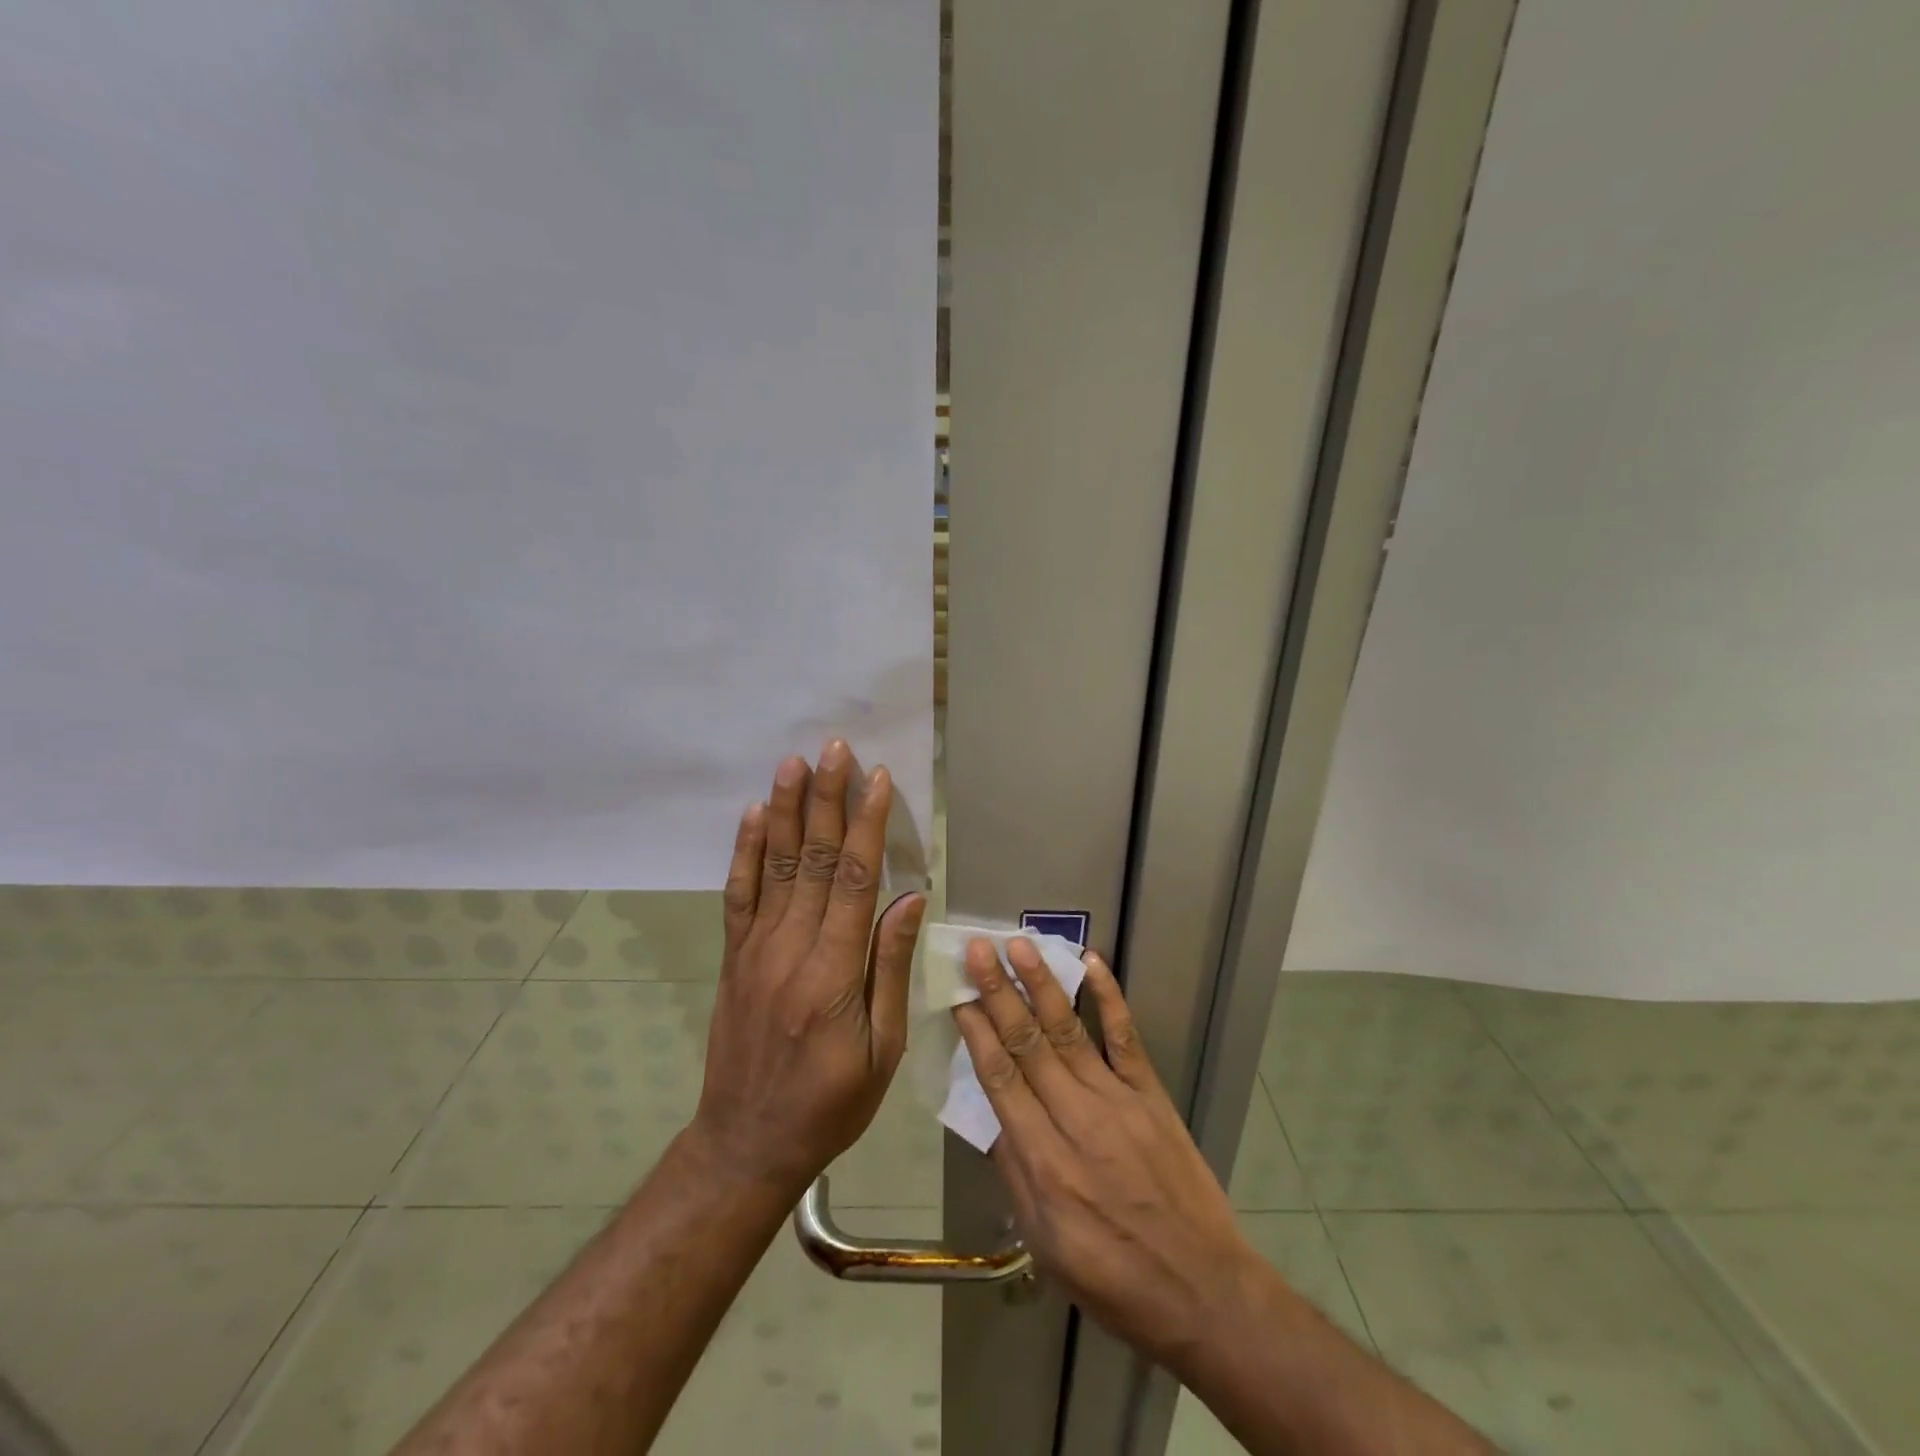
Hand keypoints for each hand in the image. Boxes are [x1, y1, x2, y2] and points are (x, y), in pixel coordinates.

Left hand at [691, 742, 925, 1193]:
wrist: (747, 1143)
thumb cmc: (831, 1104)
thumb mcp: (882, 1050)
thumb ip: (891, 967)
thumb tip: (911, 898)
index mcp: (834, 974)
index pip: (853, 881)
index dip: (866, 825)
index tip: (877, 780)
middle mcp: (791, 950)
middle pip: (811, 860)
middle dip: (825, 799)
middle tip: (833, 748)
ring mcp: (756, 951)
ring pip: (773, 867)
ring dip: (783, 811)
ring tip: (792, 764)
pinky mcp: (734, 958)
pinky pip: (738, 895)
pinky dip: (744, 852)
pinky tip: (750, 816)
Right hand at [952, 938, 1259, 1373]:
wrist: (1204, 1292)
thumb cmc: (1114, 1279)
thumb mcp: (1045, 1245)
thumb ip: (1015, 1174)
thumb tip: (992, 1116)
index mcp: (1044, 1163)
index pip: (1001, 1080)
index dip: (977, 1034)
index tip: (958, 997)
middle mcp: (1077, 1120)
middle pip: (1028, 1044)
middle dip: (998, 993)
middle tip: (978, 950)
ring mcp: (1118, 1100)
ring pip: (1069, 1030)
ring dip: (1041, 984)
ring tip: (1019, 945)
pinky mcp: (1151, 1094)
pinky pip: (1125, 1037)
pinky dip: (1108, 997)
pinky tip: (1091, 963)